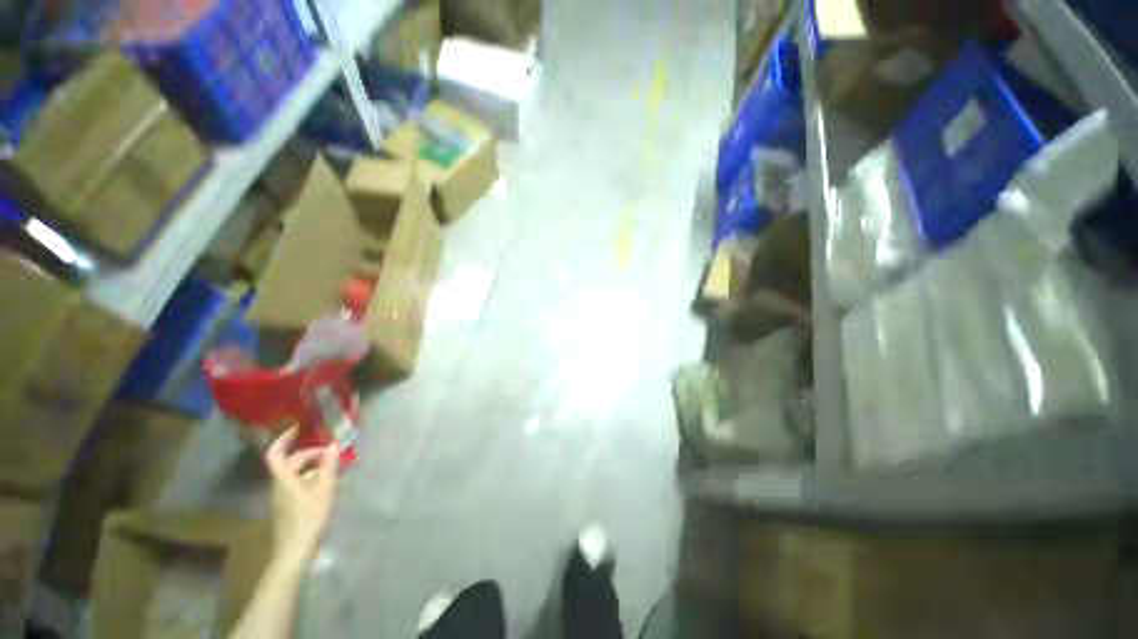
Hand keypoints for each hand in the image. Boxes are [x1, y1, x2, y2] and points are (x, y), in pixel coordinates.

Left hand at [265, 428, 338, 564]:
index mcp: (284, 479)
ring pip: (296, 473)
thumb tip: (333, 445)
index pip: (276, 454)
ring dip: (313, 466)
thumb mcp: (324, 490)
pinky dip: (312, 477)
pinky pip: (298, 483)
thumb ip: (329, 466)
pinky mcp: (288, 504)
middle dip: (311, 454)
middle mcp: (279, 484)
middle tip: (332, 454)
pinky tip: (327, 484)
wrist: (295, 549)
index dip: (283, 439)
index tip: (298, 428)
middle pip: (291, 462)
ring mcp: (282, 496)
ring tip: (333, 469)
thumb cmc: (309, 517)